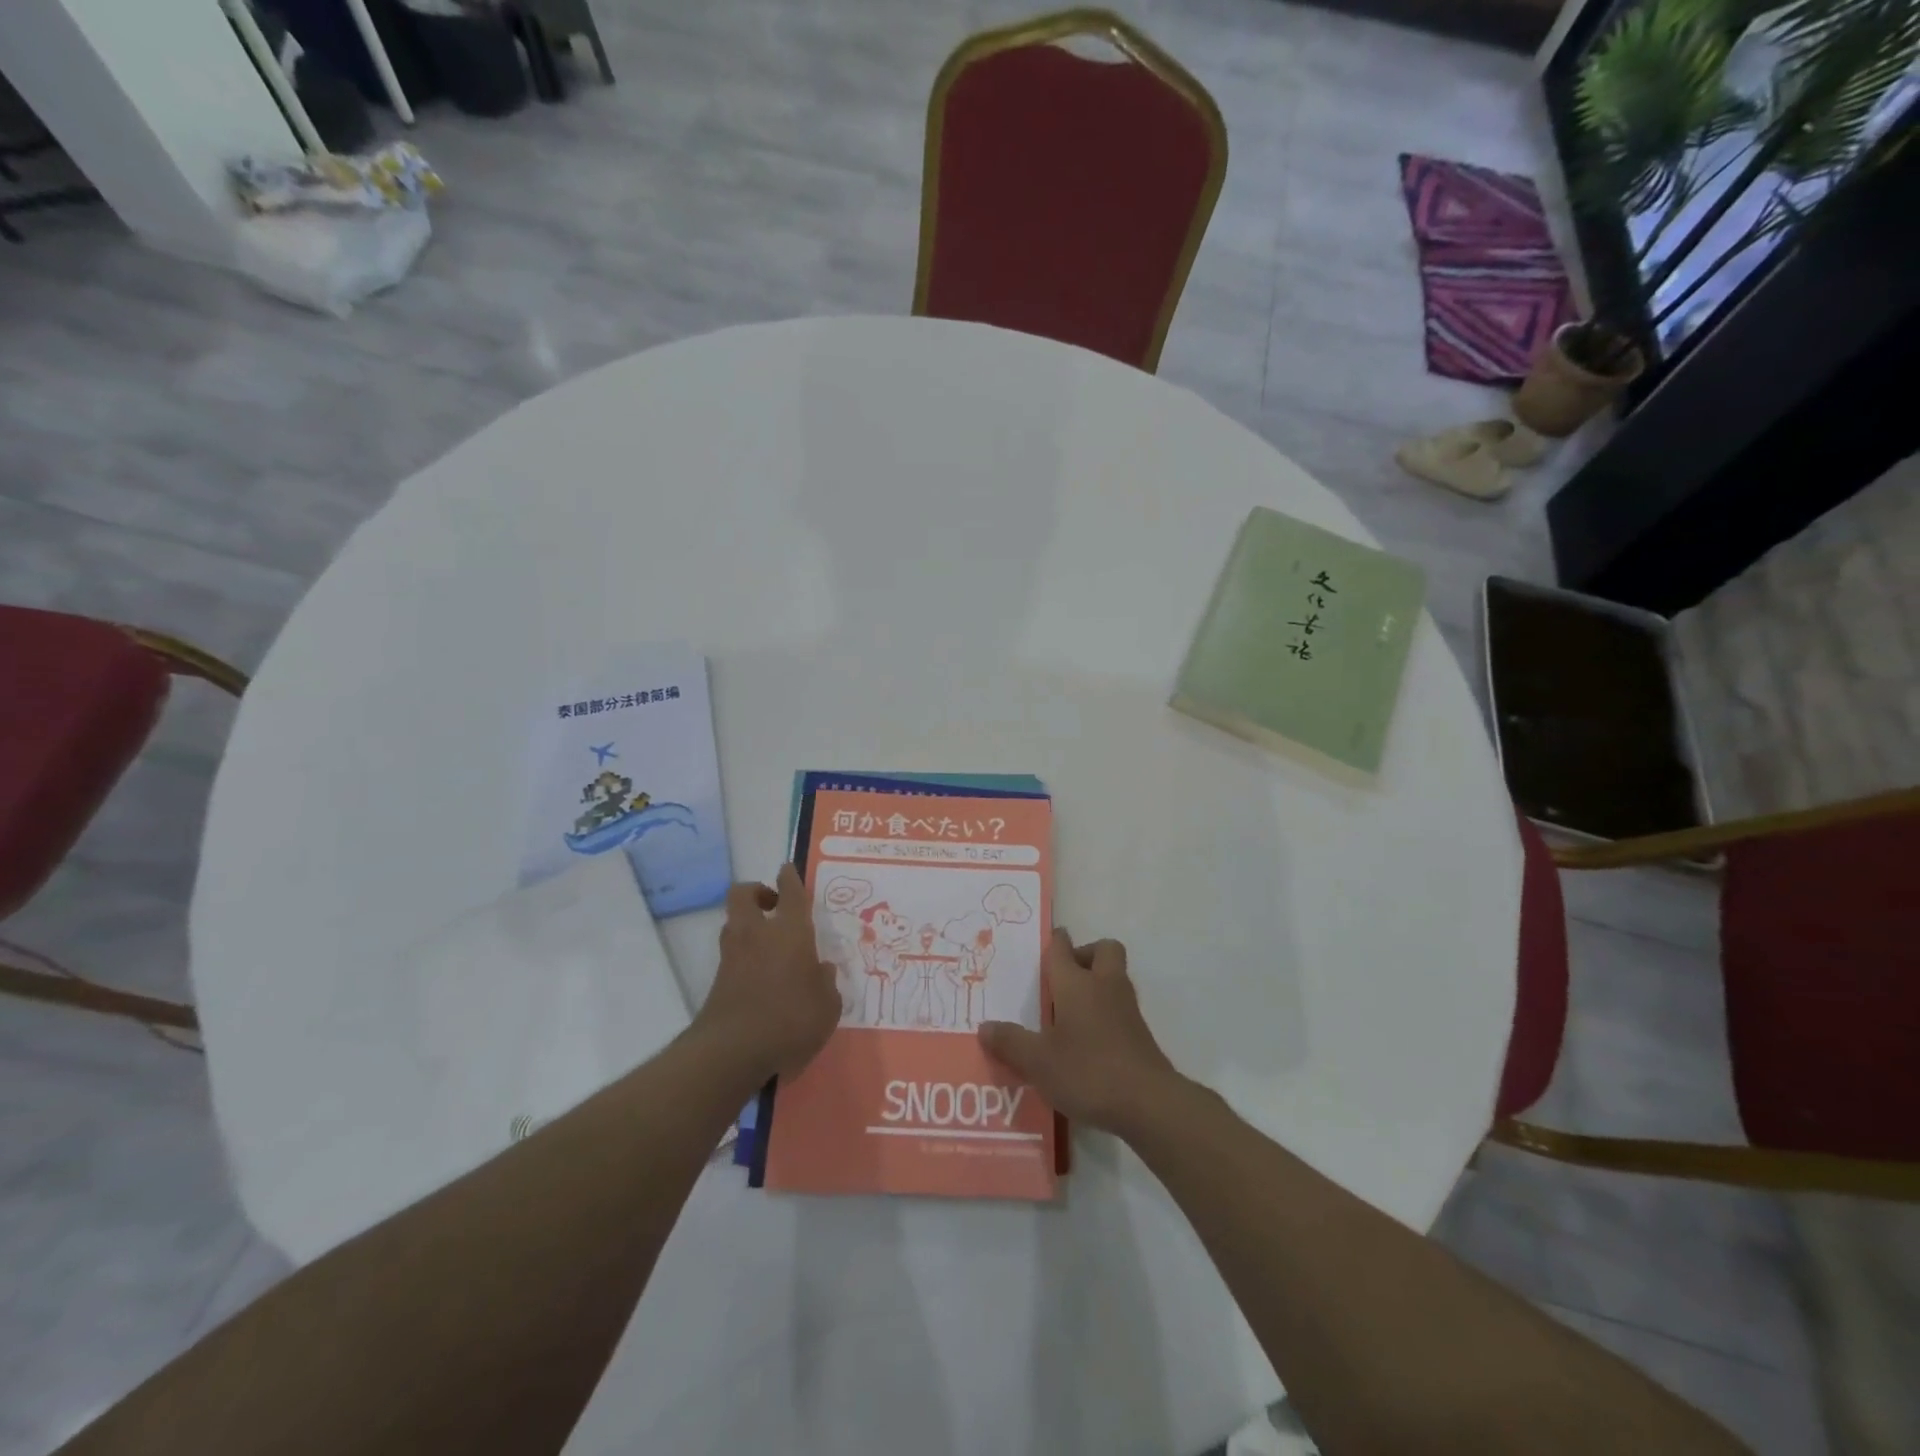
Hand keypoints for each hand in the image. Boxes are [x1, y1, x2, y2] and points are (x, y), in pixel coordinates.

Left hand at [696, 865, 839, 1080]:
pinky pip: (732, 954)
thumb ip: (827, 984)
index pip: (790, 892)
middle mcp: (758, 934)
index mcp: (790, 932)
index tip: (787, 869)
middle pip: (744, 894)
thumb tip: (822, 970)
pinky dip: (744, 955)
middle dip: (757, 891)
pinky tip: (761, 974)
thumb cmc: (791, 1020)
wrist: (732, 1051)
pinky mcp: (718, 980)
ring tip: (768, 941)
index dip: (789, 878)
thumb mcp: (827, 1006)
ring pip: (734, 923)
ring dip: (748, 923)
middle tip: (774, 905)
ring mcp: (733, 956)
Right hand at [977, 930, 1182, 1136]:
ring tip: (1069, 1013)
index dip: (1054, 941)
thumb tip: (985, 1027)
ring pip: (1114, 977)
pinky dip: (1105, 1012)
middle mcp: (1104, 986)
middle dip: (1085, 955)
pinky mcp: (1140, 1034)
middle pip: (1103, 950)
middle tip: (1063, 979)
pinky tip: (1087, 1041)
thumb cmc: (1088, 1071)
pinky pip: (1120, 1007)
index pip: (1063, 948)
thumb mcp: (1038, 1062)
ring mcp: (1127, 1009)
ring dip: (1096, 984)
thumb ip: (1010, 1042)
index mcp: (1076, 983)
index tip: (1046, 943)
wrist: (1148, 1102)